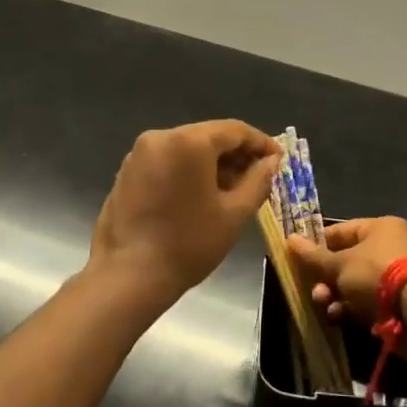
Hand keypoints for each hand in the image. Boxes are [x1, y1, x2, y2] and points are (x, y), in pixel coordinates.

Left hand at [89, 121, 280, 301]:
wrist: (129, 276)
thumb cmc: (189, 243)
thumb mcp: (234, 214)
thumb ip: (258, 181)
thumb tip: (271, 161)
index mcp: (188, 141)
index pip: (234, 130)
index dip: (260, 143)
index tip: (278, 160)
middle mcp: (160, 137)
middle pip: (208, 136)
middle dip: (236, 154)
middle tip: (259, 177)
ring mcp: (139, 154)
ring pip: (186, 148)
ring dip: (212, 163)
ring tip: (233, 189)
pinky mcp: (127, 172)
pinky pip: (167, 161)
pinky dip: (188, 171)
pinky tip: (201, 195)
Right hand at [285, 216, 406, 330]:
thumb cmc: (376, 274)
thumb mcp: (340, 264)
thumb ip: (314, 256)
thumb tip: (289, 239)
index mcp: (380, 228)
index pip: (341, 231)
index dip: (318, 244)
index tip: (299, 257)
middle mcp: (389, 247)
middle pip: (346, 261)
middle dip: (326, 277)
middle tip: (314, 289)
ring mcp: (394, 276)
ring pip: (354, 283)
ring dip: (335, 294)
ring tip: (324, 304)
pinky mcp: (396, 301)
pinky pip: (366, 301)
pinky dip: (350, 308)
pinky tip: (337, 316)